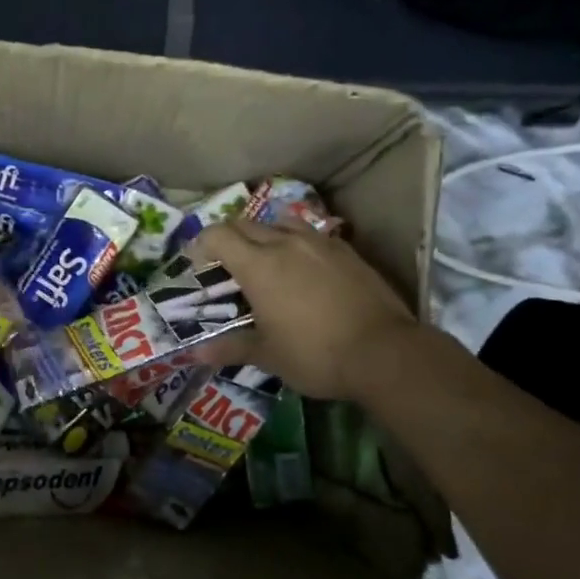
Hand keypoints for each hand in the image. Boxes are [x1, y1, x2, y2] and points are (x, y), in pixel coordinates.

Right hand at [192, 218, 420, 399]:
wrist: (384, 352)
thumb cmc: (315, 354)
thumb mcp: (268, 356)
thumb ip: (231, 348)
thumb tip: (196, 353)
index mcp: (258, 265)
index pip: (218, 235)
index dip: (201, 243)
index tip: (197, 262)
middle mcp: (285, 243)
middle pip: (246, 224)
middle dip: (229, 238)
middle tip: (226, 263)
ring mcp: (320, 243)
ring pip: (281, 222)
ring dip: (265, 234)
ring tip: (265, 258)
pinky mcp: (347, 251)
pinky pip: (312, 234)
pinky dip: (297, 243)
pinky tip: (304, 267)